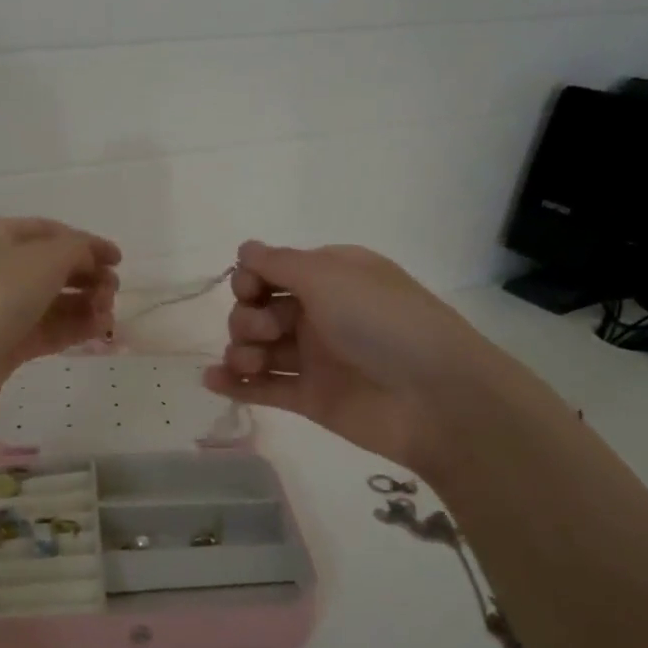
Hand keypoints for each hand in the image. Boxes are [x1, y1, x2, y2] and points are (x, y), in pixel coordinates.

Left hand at [0, 217, 119, 420]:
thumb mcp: (46, 258)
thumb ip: (78, 249)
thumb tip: (92, 256)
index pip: (50, 232)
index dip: (87, 243)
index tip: (119, 261)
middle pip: (53, 267)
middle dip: (88, 277)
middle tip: (112, 292)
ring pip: (52, 301)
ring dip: (85, 305)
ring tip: (107, 316)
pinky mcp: (5, 344)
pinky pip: (47, 329)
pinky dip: (73, 328)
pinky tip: (97, 331)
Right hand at [203, 240, 491, 471]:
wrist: (434, 398)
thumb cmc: (382, 322)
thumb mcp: (330, 276)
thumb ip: (279, 263)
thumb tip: (244, 248)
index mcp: (332, 277)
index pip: (273, 271)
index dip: (252, 279)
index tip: (250, 289)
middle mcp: (321, 313)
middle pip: (260, 309)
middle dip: (247, 317)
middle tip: (267, 331)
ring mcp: (316, 358)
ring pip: (259, 349)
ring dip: (240, 350)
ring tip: (248, 363)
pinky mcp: (311, 398)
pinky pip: (265, 387)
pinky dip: (237, 384)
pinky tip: (213, 381)